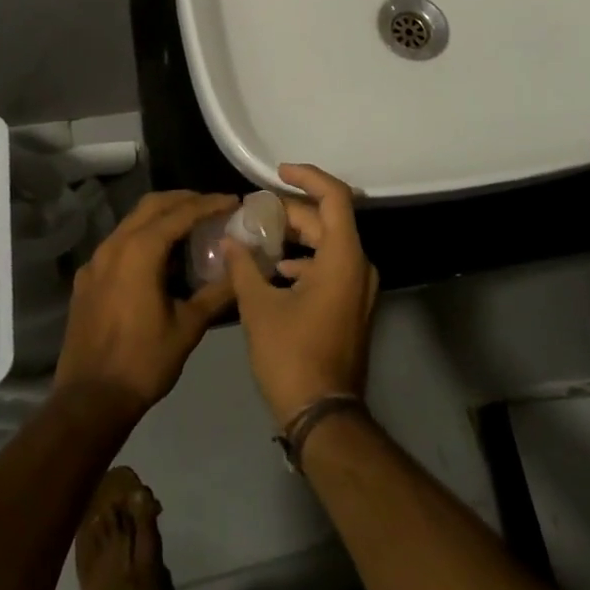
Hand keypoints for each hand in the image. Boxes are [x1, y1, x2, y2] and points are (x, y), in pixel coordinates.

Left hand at [55, 190, 239, 419]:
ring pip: (132, 221)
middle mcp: (114, 245)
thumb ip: (218, 292)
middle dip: (184, 200)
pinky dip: (142, 237)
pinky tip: (157, 259)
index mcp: (140, 250)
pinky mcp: (86, 278)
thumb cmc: (143, 361)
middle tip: (213, 206)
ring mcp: (95, 261)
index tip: (234, 201)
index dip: (210, 203)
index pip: (181, 212)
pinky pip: (118, 243)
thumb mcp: (188, 326)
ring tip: (190, 227)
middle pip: (153, 205)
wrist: (89, 400)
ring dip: (162, 216)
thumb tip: (243, 267)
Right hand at [224, 164, 378, 426]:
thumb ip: (244, 267)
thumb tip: (230, 240)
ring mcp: (359, 288)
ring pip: (328, 244)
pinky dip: (304, 260)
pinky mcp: (352, 306)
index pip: (334, 196)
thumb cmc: (292, 356)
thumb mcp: (259, 308)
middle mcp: (359, 265)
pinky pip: (331, 266)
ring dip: (296, 236)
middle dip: (291, 211)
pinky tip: (275, 270)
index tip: (278, 172)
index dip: (307, 177)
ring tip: (259, 236)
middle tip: (254, 211)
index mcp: (343, 257)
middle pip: (327, 220)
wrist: (324, 417)